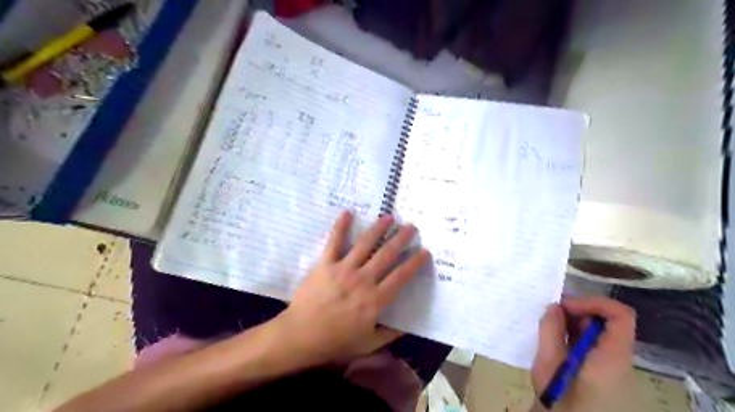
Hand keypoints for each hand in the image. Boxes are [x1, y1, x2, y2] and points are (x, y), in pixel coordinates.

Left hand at [270, 213, 431, 366]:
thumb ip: (389, 335)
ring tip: (389, 217)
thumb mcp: (368, 344)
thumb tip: (406, 326)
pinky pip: (334, 242)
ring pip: (365, 243)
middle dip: (401, 239)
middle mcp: (363, 280)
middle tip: (411, 227)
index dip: (415, 263)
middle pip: (387, 254)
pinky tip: (348, 212)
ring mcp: (343, 269)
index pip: (401, 276)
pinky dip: (341, 226)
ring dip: (379, 228)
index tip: (424, 251)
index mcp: (375, 300)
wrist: (300, 336)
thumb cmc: (335, 341)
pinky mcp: (325, 264)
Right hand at [533, 296, 641, 411]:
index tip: (565, 306)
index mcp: (612, 358)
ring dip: (574, 325)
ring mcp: (615, 368)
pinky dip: (576, 337)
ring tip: (549, 330)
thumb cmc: (560, 404)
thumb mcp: (548, 367)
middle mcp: (620, 360)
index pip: (620, 314)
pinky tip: (556, 345)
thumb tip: (554, 306)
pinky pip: (595, 345)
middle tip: (550, 315)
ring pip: (600, 333)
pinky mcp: (607, 375)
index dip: (593, 302)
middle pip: (608, 321)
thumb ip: (551, 332)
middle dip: (578, 311)